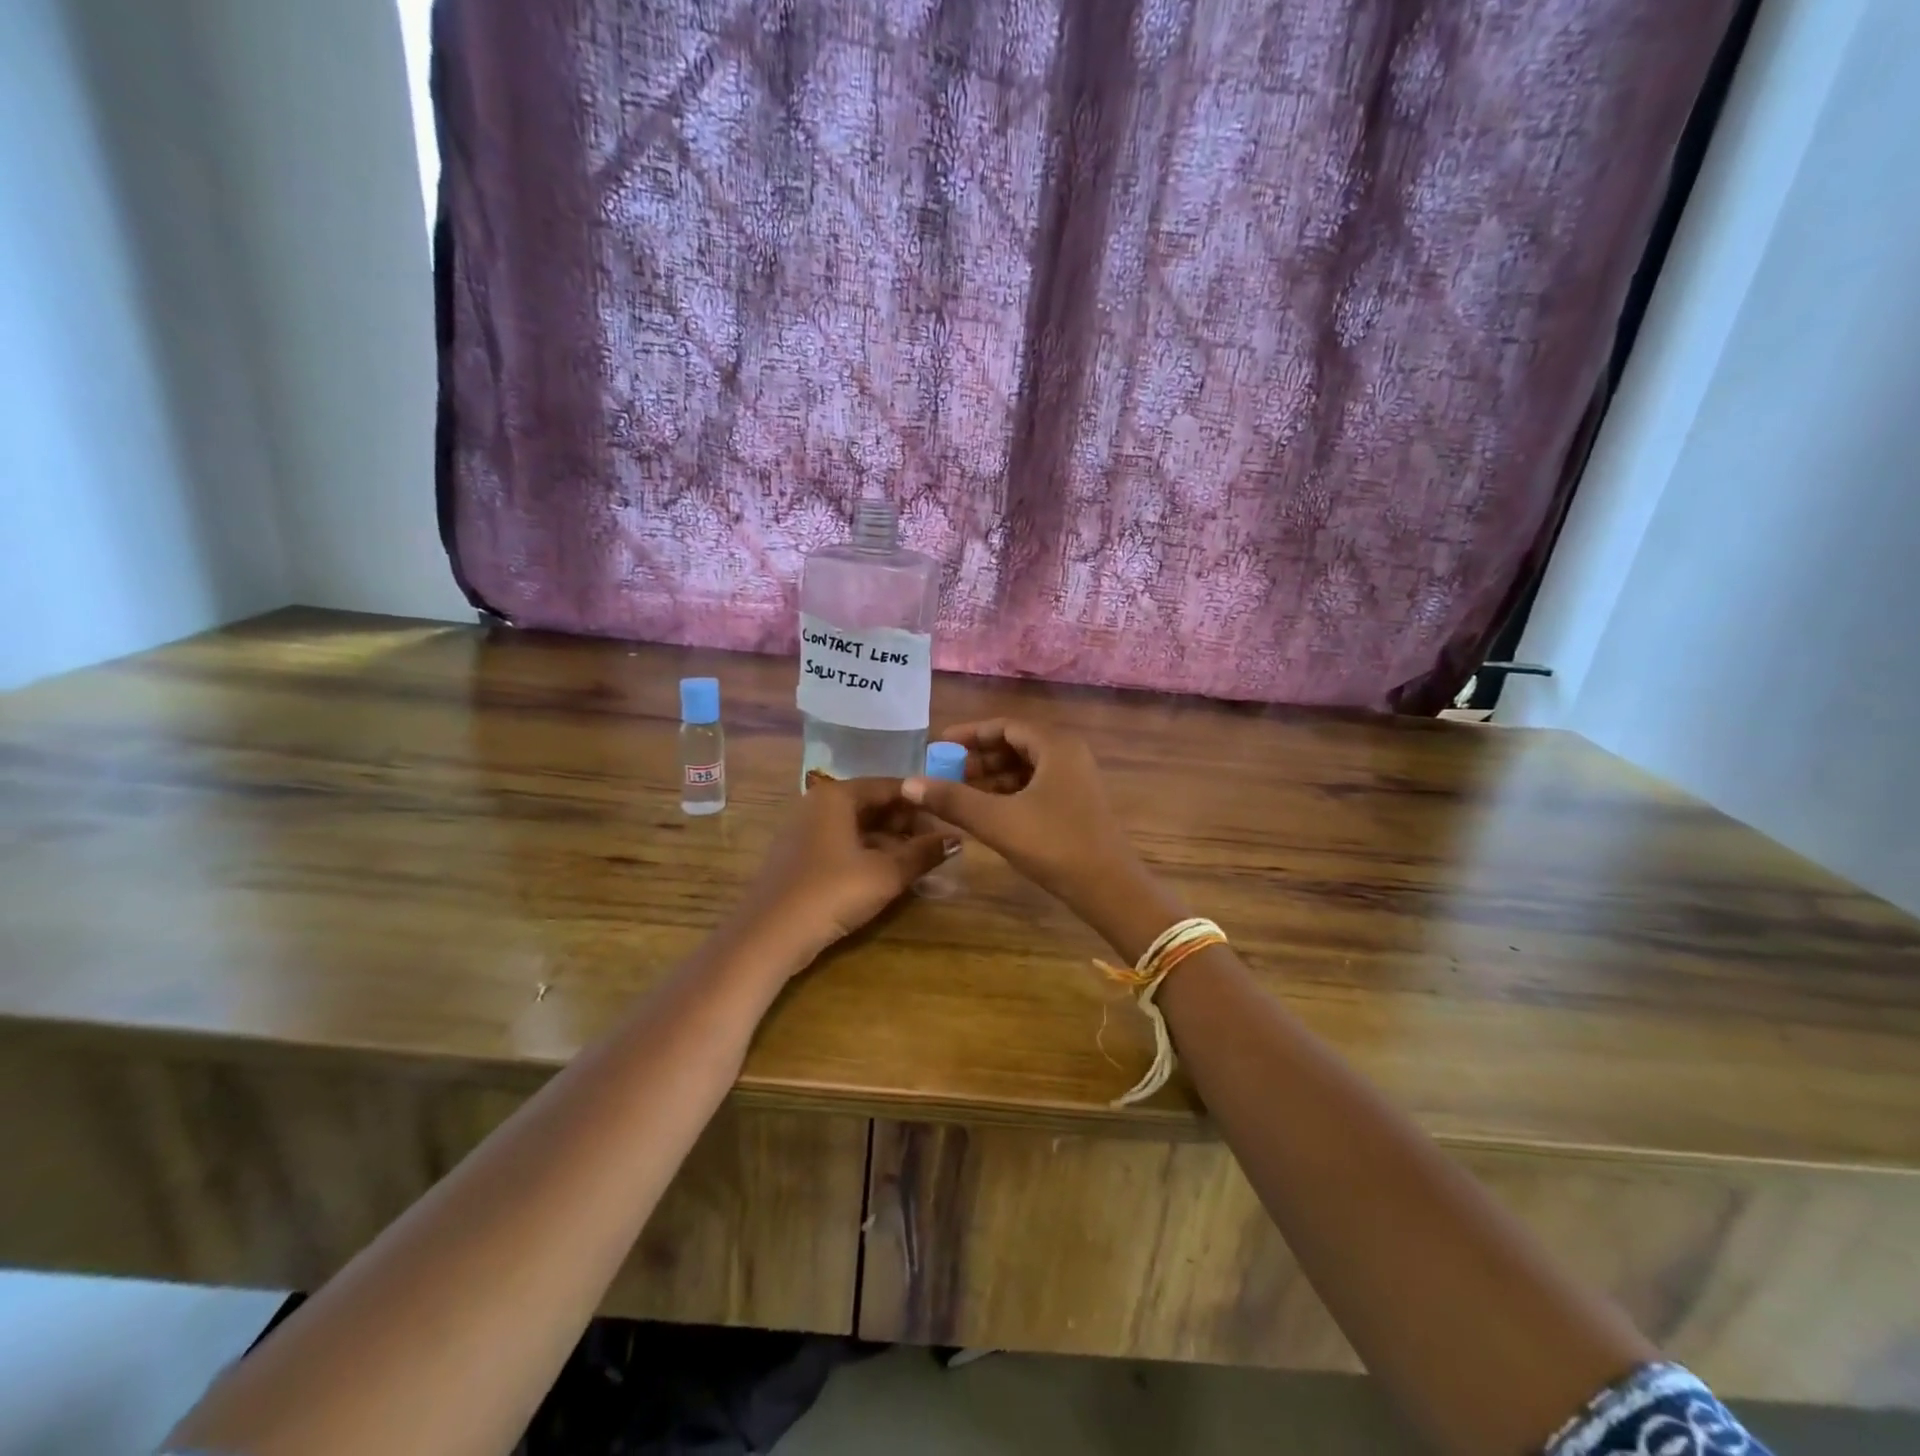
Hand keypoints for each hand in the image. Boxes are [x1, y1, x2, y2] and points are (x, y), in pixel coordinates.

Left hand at [731, 777, 950, 967]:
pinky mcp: (798, 856)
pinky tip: (887, 873)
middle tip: (937, 843)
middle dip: (906, 823)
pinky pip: (841, 843)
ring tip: (918, 860)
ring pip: (857, 826)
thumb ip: (923, 853)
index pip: (890, 786)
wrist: (770, 935)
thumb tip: (958, 839)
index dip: (923, 801)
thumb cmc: (832, 892)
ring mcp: (804, 830)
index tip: (950, 818)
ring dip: (889, 840)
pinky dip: (867, 852)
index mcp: (837, 795)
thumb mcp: (886, 874)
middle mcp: (817, 804)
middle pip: (872, 804)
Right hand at [902, 719, 1147, 916]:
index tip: (938, 745)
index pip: (1005, 726)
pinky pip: (1035, 787)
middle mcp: (1068, 755)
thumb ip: (952, 799)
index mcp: (1055, 746)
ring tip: (958, 795)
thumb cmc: (1054, 845)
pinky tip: (985, 812)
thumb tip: (908, 783)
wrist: (1109, 889)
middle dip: (977, 759)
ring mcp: (1075, 781)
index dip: (969, 734)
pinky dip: (1008, 794)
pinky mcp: (1076, 805)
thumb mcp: (997, 820)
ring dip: (991, 778)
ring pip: (1025, 769)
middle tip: (943, 774)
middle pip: (1015, 746)